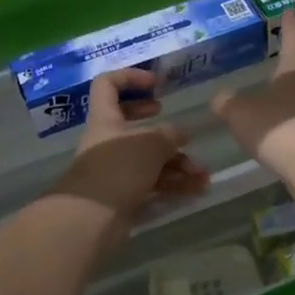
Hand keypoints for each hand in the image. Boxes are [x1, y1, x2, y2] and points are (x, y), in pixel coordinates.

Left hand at [52, 70, 210, 224]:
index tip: (156, 83)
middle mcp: (108, 141)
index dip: (130, 77)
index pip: (108, 84)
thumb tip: (181, 134)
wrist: (92, 218)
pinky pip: (153, 183)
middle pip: (134, 126)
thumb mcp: (151, 143)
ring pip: (150, 159)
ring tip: (203, 174)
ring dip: (178, 164)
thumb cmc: (119, 167)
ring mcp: (116, 169)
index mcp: (106, 118)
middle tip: (180, 131)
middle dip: (162, 129)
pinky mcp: (124, 194)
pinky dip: (174, 184)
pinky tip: (197, 189)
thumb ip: (170, 134)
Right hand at [211, 12, 294, 175]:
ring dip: (292, 85)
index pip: (293, 39)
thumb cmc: (277, 127)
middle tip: (292, 37)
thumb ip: (227, 103)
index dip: (290, 24)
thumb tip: (220, 97)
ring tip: (277, 82)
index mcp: (294, 70)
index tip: (291, 10)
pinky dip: (289, 113)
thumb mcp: (240, 112)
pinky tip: (277, 121)